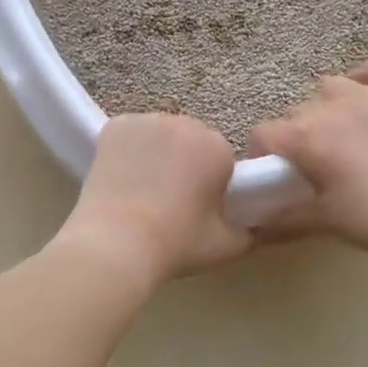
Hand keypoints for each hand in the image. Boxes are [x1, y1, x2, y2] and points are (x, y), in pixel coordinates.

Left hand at [56, 114, 250, 286]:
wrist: (115, 244)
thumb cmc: (176, 244)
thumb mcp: (227, 246)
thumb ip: (249, 231)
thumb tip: (253, 227)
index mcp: (217, 146)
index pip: (221, 158)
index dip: (211, 182)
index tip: (198, 207)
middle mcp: (185, 123)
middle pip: (191, 141)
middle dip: (186, 162)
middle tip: (170, 200)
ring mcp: (146, 120)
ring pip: (160, 135)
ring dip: (158, 153)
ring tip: (143, 190)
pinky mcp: (114, 125)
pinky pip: (130, 134)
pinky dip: (128, 149)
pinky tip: (121, 176)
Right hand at [248, 59, 367, 260]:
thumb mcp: (322, 220)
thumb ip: (283, 219)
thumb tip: (253, 228)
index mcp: (303, 137)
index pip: (263, 133)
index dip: (262, 152)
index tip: (273, 172)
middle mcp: (328, 107)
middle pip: (296, 113)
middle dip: (297, 134)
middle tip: (312, 163)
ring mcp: (367, 95)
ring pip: (331, 86)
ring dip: (327, 105)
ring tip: (339, 129)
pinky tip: (367, 91)